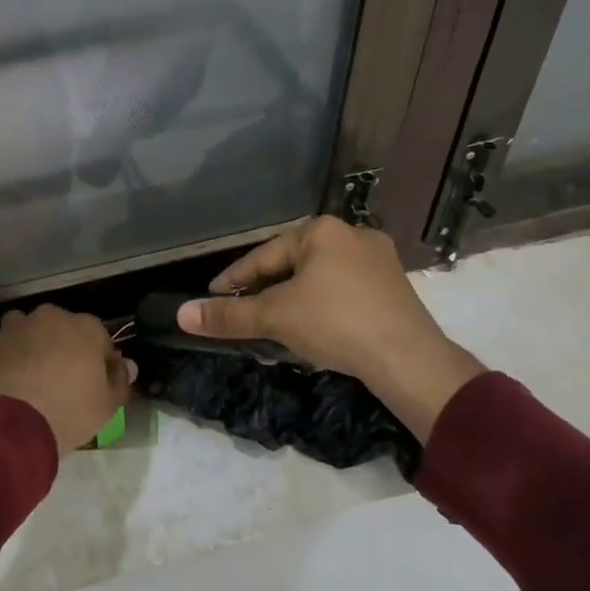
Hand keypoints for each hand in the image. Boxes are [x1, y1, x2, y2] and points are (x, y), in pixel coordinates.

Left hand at [0, 306, 134, 456]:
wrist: (10, 425)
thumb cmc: (69, 411)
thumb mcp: (108, 405)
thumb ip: (120, 380)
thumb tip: (127, 365)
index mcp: (84, 327)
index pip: (99, 336)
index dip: (99, 359)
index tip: (96, 382)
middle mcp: (48, 318)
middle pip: (60, 328)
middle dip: (62, 347)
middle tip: (62, 380)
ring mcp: (13, 329)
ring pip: (25, 331)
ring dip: (30, 347)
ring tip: (30, 378)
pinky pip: (0, 350)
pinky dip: (4, 362)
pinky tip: (5, 386)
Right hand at [179, 216, 484, 437]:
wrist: (408, 359)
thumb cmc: (335, 323)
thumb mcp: (274, 318)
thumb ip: (228, 315)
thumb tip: (181, 314)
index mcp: (322, 230)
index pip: (263, 256)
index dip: (233, 279)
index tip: (213, 297)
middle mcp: (353, 235)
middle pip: (292, 265)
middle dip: (265, 290)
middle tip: (243, 313)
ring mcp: (379, 261)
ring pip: (319, 279)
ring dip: (293, 300)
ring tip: (274, 324)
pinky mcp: (394, 288)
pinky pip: (343, 292)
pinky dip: (321, 307)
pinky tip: (313, 328)